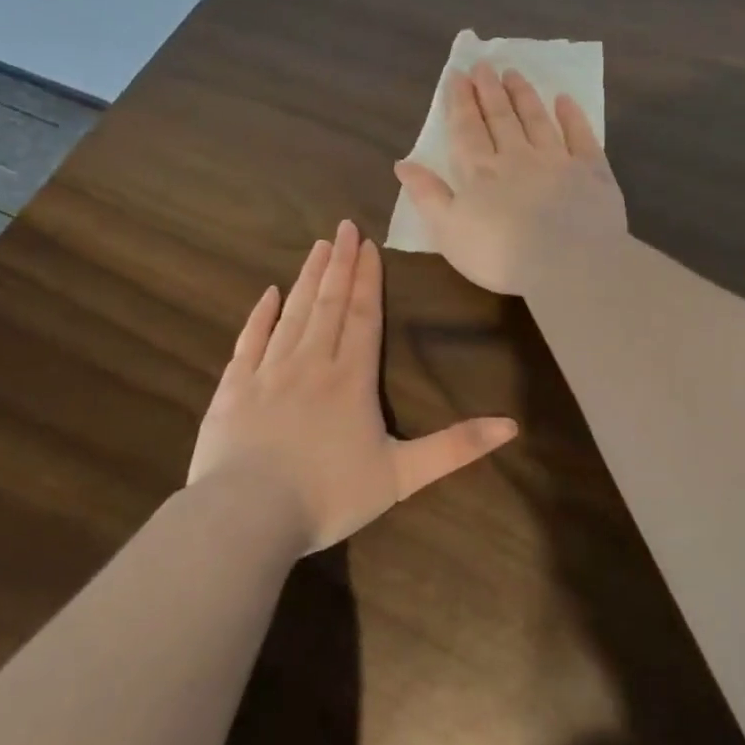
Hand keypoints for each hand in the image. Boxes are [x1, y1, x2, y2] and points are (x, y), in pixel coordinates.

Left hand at [187, 220, 517, 552]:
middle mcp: (311, 363)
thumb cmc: (329, 496)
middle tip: (344, 227)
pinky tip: (269, 293)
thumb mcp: (402, 476)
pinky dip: (260, 315)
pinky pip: (249, 340)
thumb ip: (455, 448)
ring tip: (317, 247)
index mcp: (351, 379)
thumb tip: (512, 425)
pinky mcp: (233, 388)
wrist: (247, 517)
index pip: (364, 317)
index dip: (368, 280)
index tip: (369, 245)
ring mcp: (268, 372)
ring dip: (307, 278)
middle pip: (329, 304)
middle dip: (340, 264)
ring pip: (293, 313)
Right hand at [393, 62, 627, 295]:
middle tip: (483, 65)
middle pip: (500, 118)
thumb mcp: (448, 231)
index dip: (460, 102)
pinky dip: (571, 116)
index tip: (458, 75)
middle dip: (489, 91)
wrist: (566, 262)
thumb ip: (427, 195)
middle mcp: (517, 156)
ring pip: (537, 119)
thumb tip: (403, 163)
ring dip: (523, 95)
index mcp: (480, 172)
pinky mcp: (591, 171)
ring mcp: (556, 160)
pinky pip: (580, 136)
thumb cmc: (499, 255)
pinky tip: (564, 99)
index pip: (467, 130)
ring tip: (513, 73)